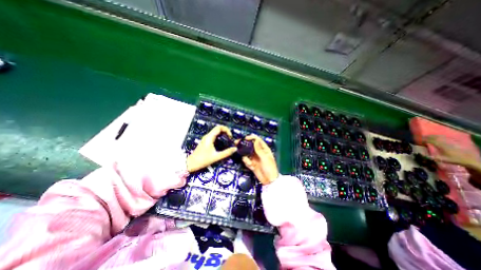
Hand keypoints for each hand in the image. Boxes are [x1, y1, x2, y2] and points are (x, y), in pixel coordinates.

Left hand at [186, 124, 236, 171]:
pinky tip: (223, 143)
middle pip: (218, 129)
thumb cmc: (203, 160)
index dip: (226, 129)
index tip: (230, 136)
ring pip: (216, 132)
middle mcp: (208, 136)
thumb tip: (235, 149)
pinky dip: (220, 137)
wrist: (191, 163)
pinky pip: (214, 136)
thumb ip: (226, 153)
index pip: (219, 127)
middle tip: (230, 138)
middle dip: (225, 131)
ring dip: (223, 134)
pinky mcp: (206, 141)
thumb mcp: (216, 157)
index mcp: (209, 137)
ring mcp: (206, 138)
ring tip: (228, 140)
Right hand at [241, 134, 278, 183]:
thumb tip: (256, 140)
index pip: (257, 140)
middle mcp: (258, 152)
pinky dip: (247, 162)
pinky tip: (251, 166)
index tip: (245, 138)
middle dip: (244, 144)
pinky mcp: (251, 163)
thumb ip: (259, 149)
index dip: (252, 138)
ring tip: (247, 160)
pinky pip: (246, 160)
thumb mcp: (265, 158)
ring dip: (244, 155)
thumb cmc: (270, 168)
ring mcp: (254, 157)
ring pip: (246, 152)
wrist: (269, 180)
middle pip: (250, 145)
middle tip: (237, 143)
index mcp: (264, 149)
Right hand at [424, 136, 480, 169]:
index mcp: (441, 146)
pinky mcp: (454, 143)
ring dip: (433, 136)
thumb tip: (421, 154)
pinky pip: (445, 138)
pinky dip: (440, 137)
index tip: (419, 140)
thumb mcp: (442, 159)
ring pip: (440, 137)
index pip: (430, 140)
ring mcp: (451, 142)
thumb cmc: (455, 160)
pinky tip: (438, 138)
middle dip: (428, 137)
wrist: (470, 160)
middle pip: (435, 137)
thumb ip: (431, 157)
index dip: (424, 140)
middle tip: (422, 137)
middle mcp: (445, 142)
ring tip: (428, 137)